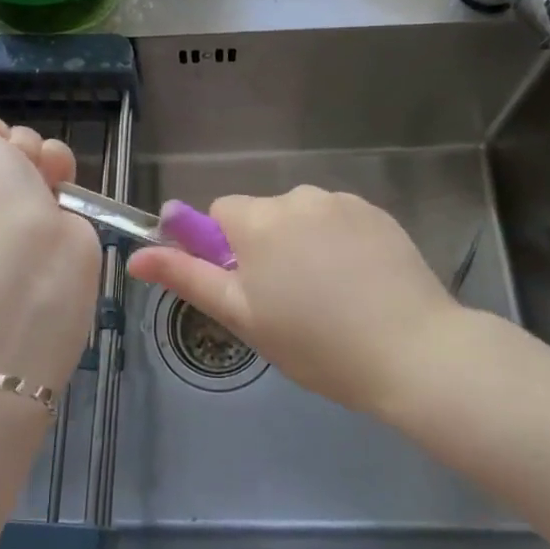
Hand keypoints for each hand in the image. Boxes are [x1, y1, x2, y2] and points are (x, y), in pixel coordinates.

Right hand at [128, 186, 461, 415]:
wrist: (414, 352)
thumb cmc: (316, 342)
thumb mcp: (242, 316)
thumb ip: (186, 279)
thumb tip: (136, 256)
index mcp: (260, 220)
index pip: (221, 213)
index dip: (226, 250)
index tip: (249, 288)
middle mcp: (298, 197)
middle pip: (262, 214)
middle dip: (264, 247)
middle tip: (289, 301)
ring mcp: (343, 202)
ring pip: (302, 216)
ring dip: (302, 243)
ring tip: (330, 296)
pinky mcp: (378, 213)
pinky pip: (338, 220)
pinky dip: (338, 242)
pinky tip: (360, 283)